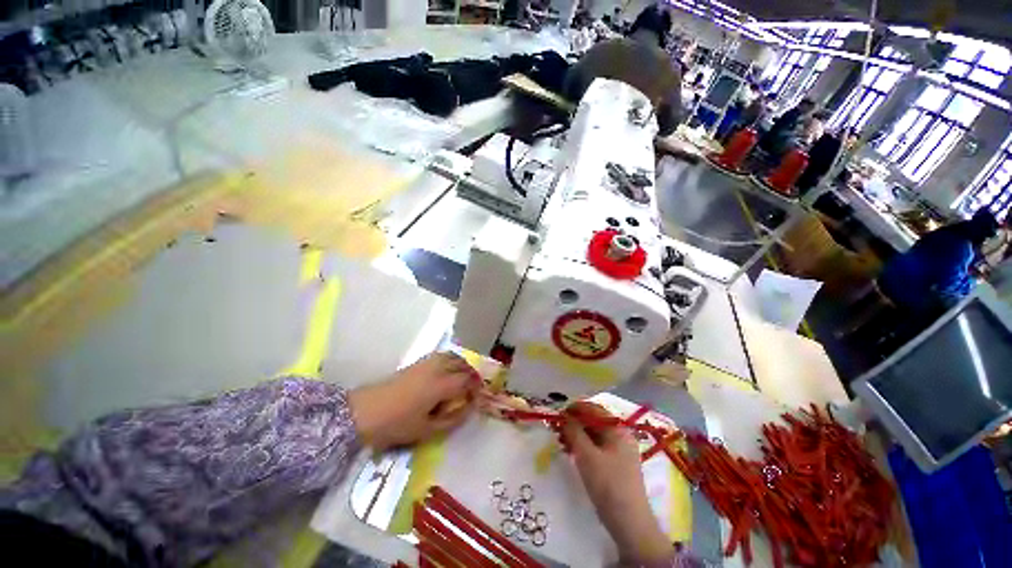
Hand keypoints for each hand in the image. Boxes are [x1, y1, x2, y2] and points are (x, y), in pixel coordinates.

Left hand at [349, 352, 480, 450]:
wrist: (365, 412)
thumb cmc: (397, 424)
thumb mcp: (427, 430)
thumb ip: (452, 419)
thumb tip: (468, 409)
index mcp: (441, 385)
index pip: (466, 380)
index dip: (476, 387)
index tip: (479, 395)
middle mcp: (437, 369)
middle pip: (462, 364)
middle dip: (471, 374)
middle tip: (474, 386)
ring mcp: (426, 363)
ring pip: (452, 356)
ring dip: (462, 364)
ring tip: (464, 377)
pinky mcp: (417, 363)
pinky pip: (441, 355)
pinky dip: (451, 360)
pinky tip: (447, 371)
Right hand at [561, 402, 672, 562]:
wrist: (630, 524)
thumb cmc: (608, 485)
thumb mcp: (587, 455)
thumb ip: (574, 432)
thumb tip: (564, 417)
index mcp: (617, 429)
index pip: (593, 409)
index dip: (574, 408)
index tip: (558, 413)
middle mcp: (620, 436)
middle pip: (593, 421)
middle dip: (574, 422)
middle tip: (556, 428)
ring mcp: (619, 451)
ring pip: (593, 435)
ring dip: (576, 434)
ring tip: (561, 441)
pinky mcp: (615, 464)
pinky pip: (596, 447)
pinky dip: (582, 446)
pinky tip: (571, 452)